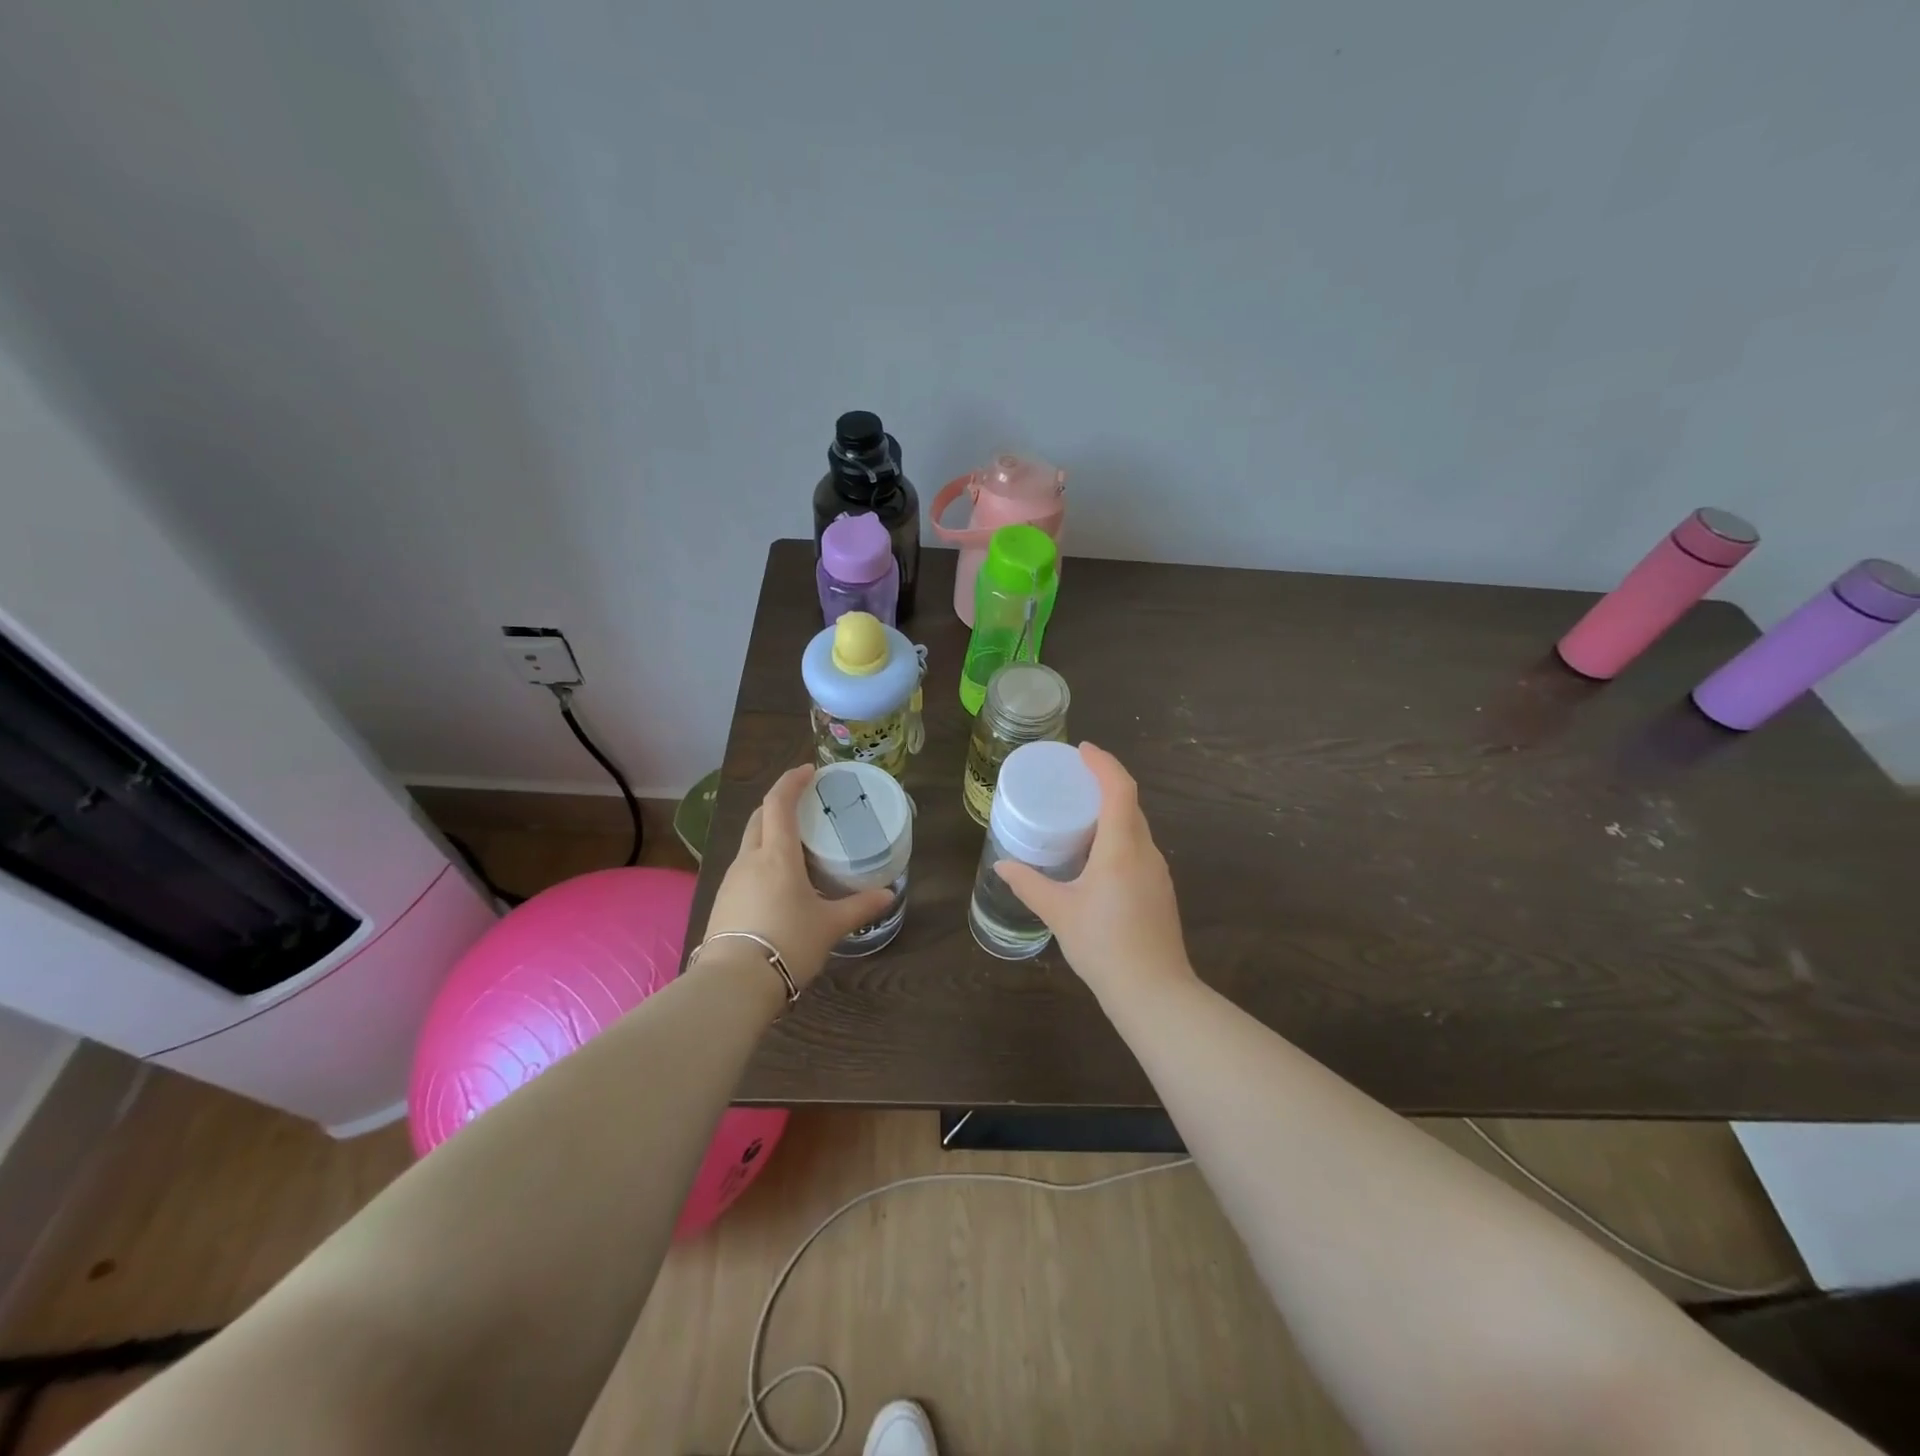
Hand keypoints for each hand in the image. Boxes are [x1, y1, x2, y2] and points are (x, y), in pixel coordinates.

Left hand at [702, 765, 893, 988]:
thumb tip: (888, 895)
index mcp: (777, 855)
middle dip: (780, 803)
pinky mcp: (723, 901)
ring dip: (770, 832)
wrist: (733, 983)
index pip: (779, 803)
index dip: (792, 781)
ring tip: (796, 845)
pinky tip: (778, 881)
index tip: (810, 771)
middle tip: (805, 805)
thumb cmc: (787, 943)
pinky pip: (745, 867)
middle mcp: (750, 859)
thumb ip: (859, 907)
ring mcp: (731, 880)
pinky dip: (762, 859)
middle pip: (760, 817)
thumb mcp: (829, 926)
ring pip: (750, 842)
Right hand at [994, 743, 1195, 1002]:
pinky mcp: (1160, 891)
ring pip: (1136, 827)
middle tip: (1073, 780)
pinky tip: (1096, 856)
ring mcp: (1158, 872)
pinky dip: (1118, 837)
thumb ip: (1029, 884)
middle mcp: (1146, 852)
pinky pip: (1139, 848)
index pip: (1119, 789)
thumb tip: (1002, 866)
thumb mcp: (1059, 912)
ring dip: (1113, 812)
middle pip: (1130, 804)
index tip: (1082, 750)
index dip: (1103, 763)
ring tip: (1080, 814)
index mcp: (1122, 848)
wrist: (1154, 992)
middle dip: (1105, 784)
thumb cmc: (1104, 946)